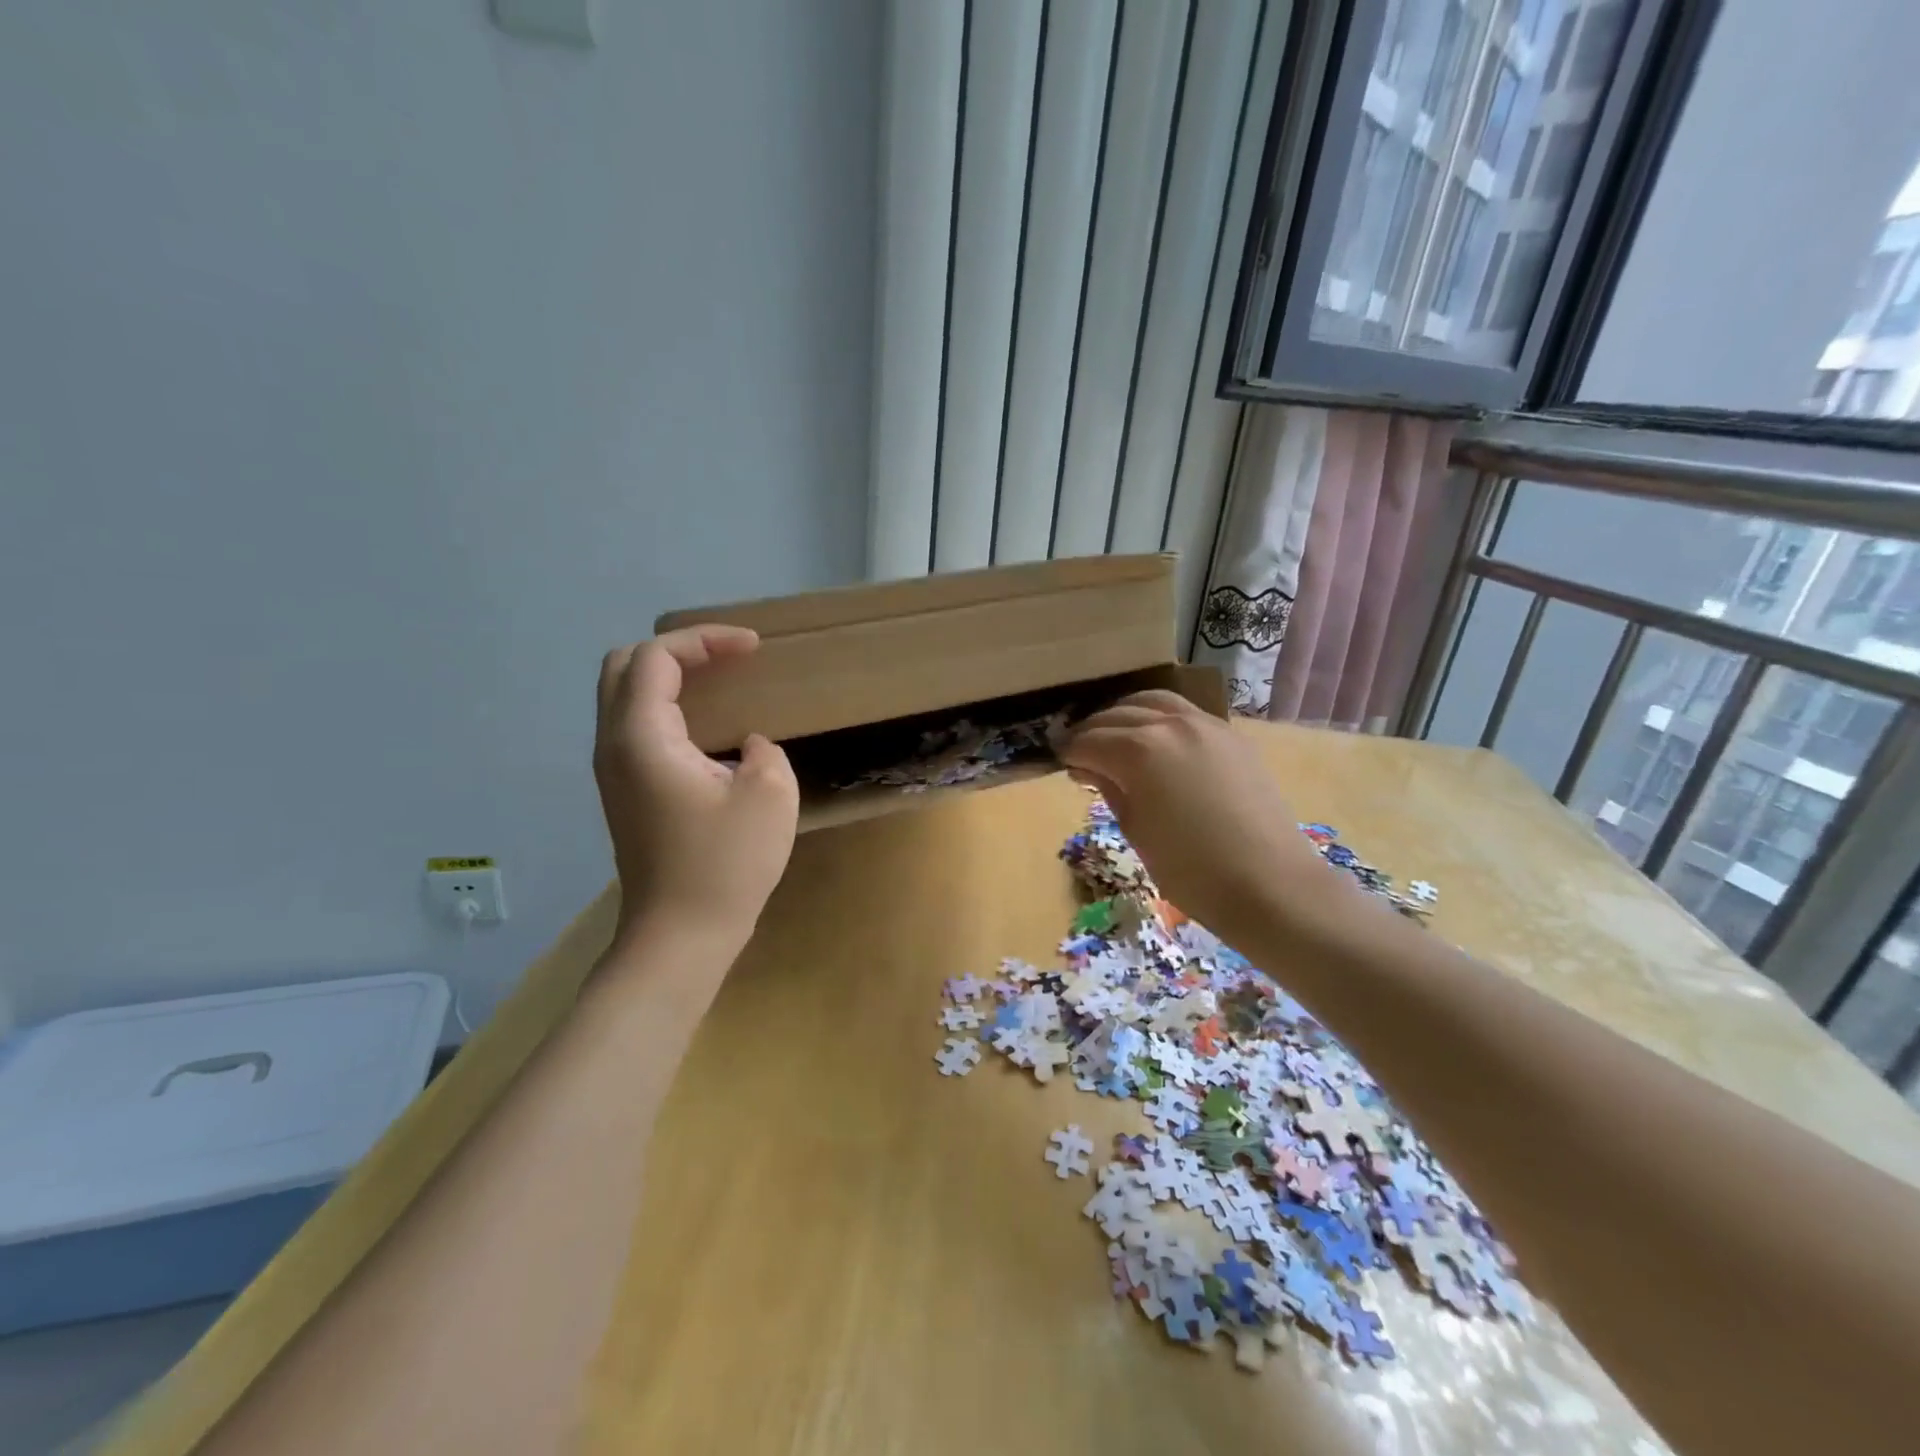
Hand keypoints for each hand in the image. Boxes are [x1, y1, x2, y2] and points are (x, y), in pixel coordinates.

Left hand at [594, 625, 798, 948]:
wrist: (680, 936)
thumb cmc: (726, 864)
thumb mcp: (770, 794)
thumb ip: (764, 751)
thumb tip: (745, 747)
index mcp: (642, 738)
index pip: (656, 657)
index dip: (705, 640)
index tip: (753, 648)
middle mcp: (614, 746)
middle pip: (624, 666)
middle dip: (677, 650)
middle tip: (727, 658)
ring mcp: (613, 772)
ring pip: (625, 697)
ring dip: (669, 678)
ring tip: (719, 681)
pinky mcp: (624, 793)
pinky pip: (636, 728)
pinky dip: (667, 708)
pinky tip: (707, 726)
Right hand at [1059, 692, 1362, 949]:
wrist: (1270, 884)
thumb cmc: (1192, 871)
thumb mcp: (1137, 832)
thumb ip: (1111, 790)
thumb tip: (1091, 768)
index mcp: (1139, 751)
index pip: (1089, 742)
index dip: (1070, 753)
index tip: (1061, 764)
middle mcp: (1169, 724)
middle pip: (1116, 715)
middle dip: (1092, 731)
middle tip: (1080, 752)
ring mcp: (1205, 724)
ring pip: (1152, 701)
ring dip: (1125, 714)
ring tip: (1114, 734)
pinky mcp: (1230, 734)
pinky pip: (1184, 711)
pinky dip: (1159, 716)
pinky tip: (1154, 737)